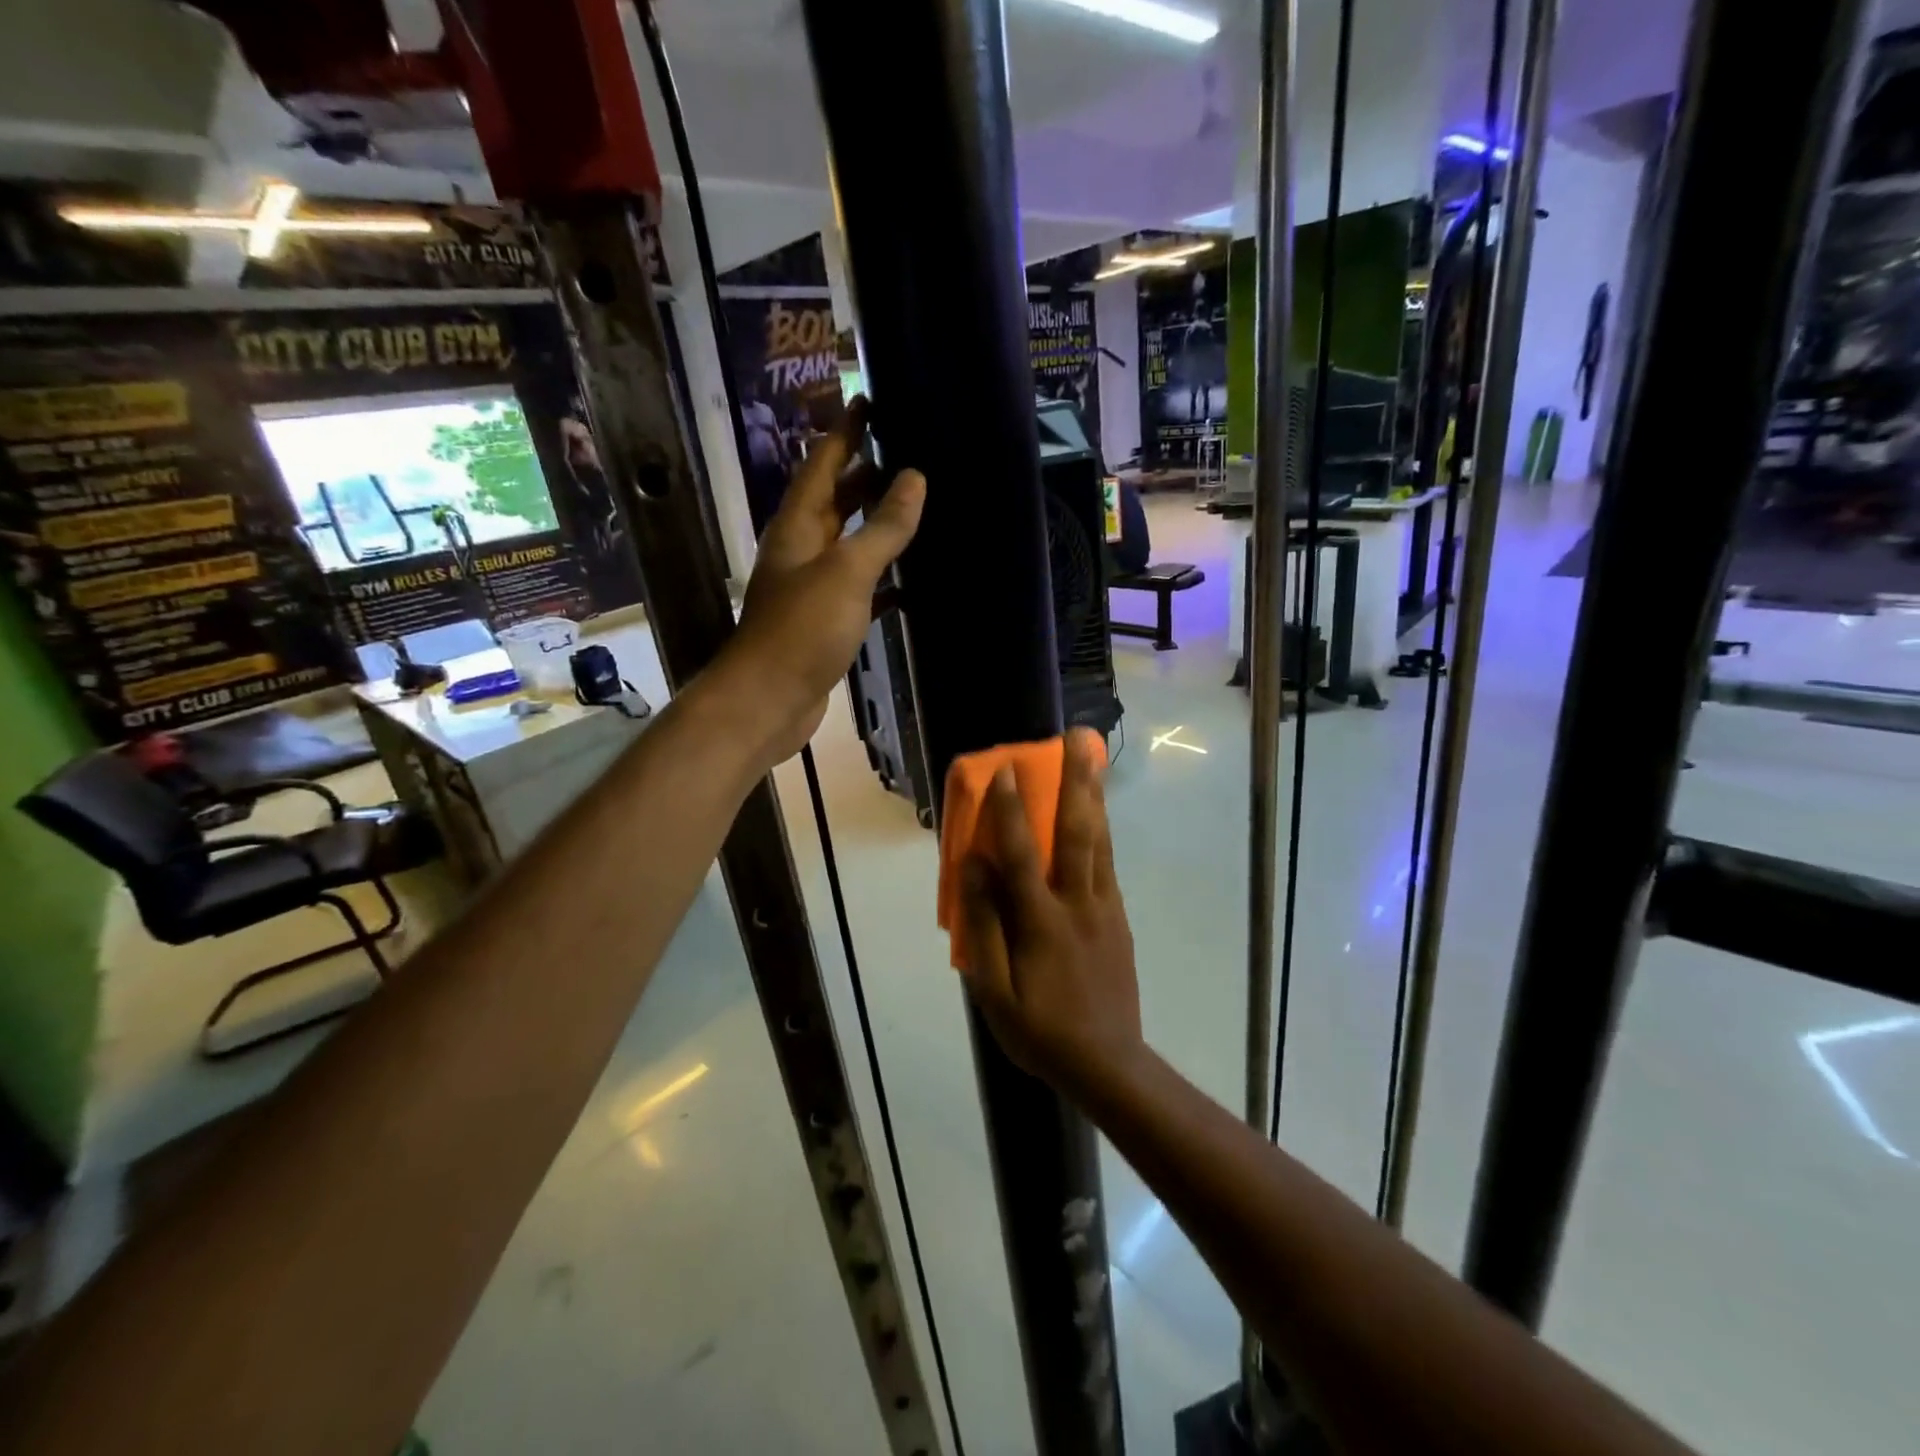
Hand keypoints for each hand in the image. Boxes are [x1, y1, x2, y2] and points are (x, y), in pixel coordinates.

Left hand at [718, 399, 924, 766]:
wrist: (770, 700)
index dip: (845, 431)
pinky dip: (884, 580)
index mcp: (798, 526)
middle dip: (865, 475)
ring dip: (877, 526)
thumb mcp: (847, 571)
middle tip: (908, 452)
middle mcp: (801, 550)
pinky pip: (861, 588)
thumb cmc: (802, 629)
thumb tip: (913, 477)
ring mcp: (813, 588)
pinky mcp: (826, 623)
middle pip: (835, 500)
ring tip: (917, 506)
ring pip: (849, 544)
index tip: (867, 399)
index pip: (822, 463)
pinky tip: (913, 581)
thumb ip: (882, 527)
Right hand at [956, 728, 1143, 1096]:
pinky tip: (1098, 814)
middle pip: (1078, 832)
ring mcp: (1104, 908)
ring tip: (1093, 758)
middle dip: (1076, 782)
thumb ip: (983, 926)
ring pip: (1101, 841)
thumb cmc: (1040, 1031)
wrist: (1108, 1064)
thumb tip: (974, 868)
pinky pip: (1108, 864)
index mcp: (1041, 922)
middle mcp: (1078, 903)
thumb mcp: (994, 992)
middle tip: (1076, 739)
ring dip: (1095, 796)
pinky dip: (1102, 830)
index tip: (1003, 769)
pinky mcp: (1118, 918)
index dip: (1008, 810)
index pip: (1022, 855)